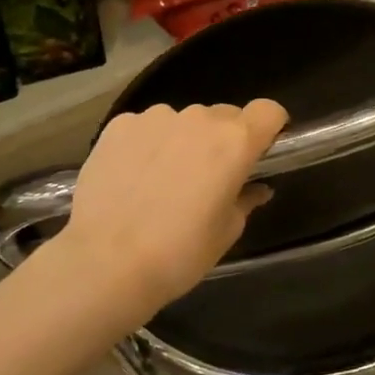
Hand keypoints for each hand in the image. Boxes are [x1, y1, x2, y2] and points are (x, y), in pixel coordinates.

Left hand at [59, 100, 288, 314]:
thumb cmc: (180, 253)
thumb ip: (246, 200)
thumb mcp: (227, 231)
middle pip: (225, 116)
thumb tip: (256, 188)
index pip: (268, 110)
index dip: (269, 128)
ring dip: (184, 141)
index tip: (260, 152)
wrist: (105, 264)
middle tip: (208, 178)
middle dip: (224, 140)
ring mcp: (156, 118)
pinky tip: (133, 178)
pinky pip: (147, 127)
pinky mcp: (119, 125)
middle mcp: (200, 118)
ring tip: (163, 181)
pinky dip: (148, 144)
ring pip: (184, 121)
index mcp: (235, 142)